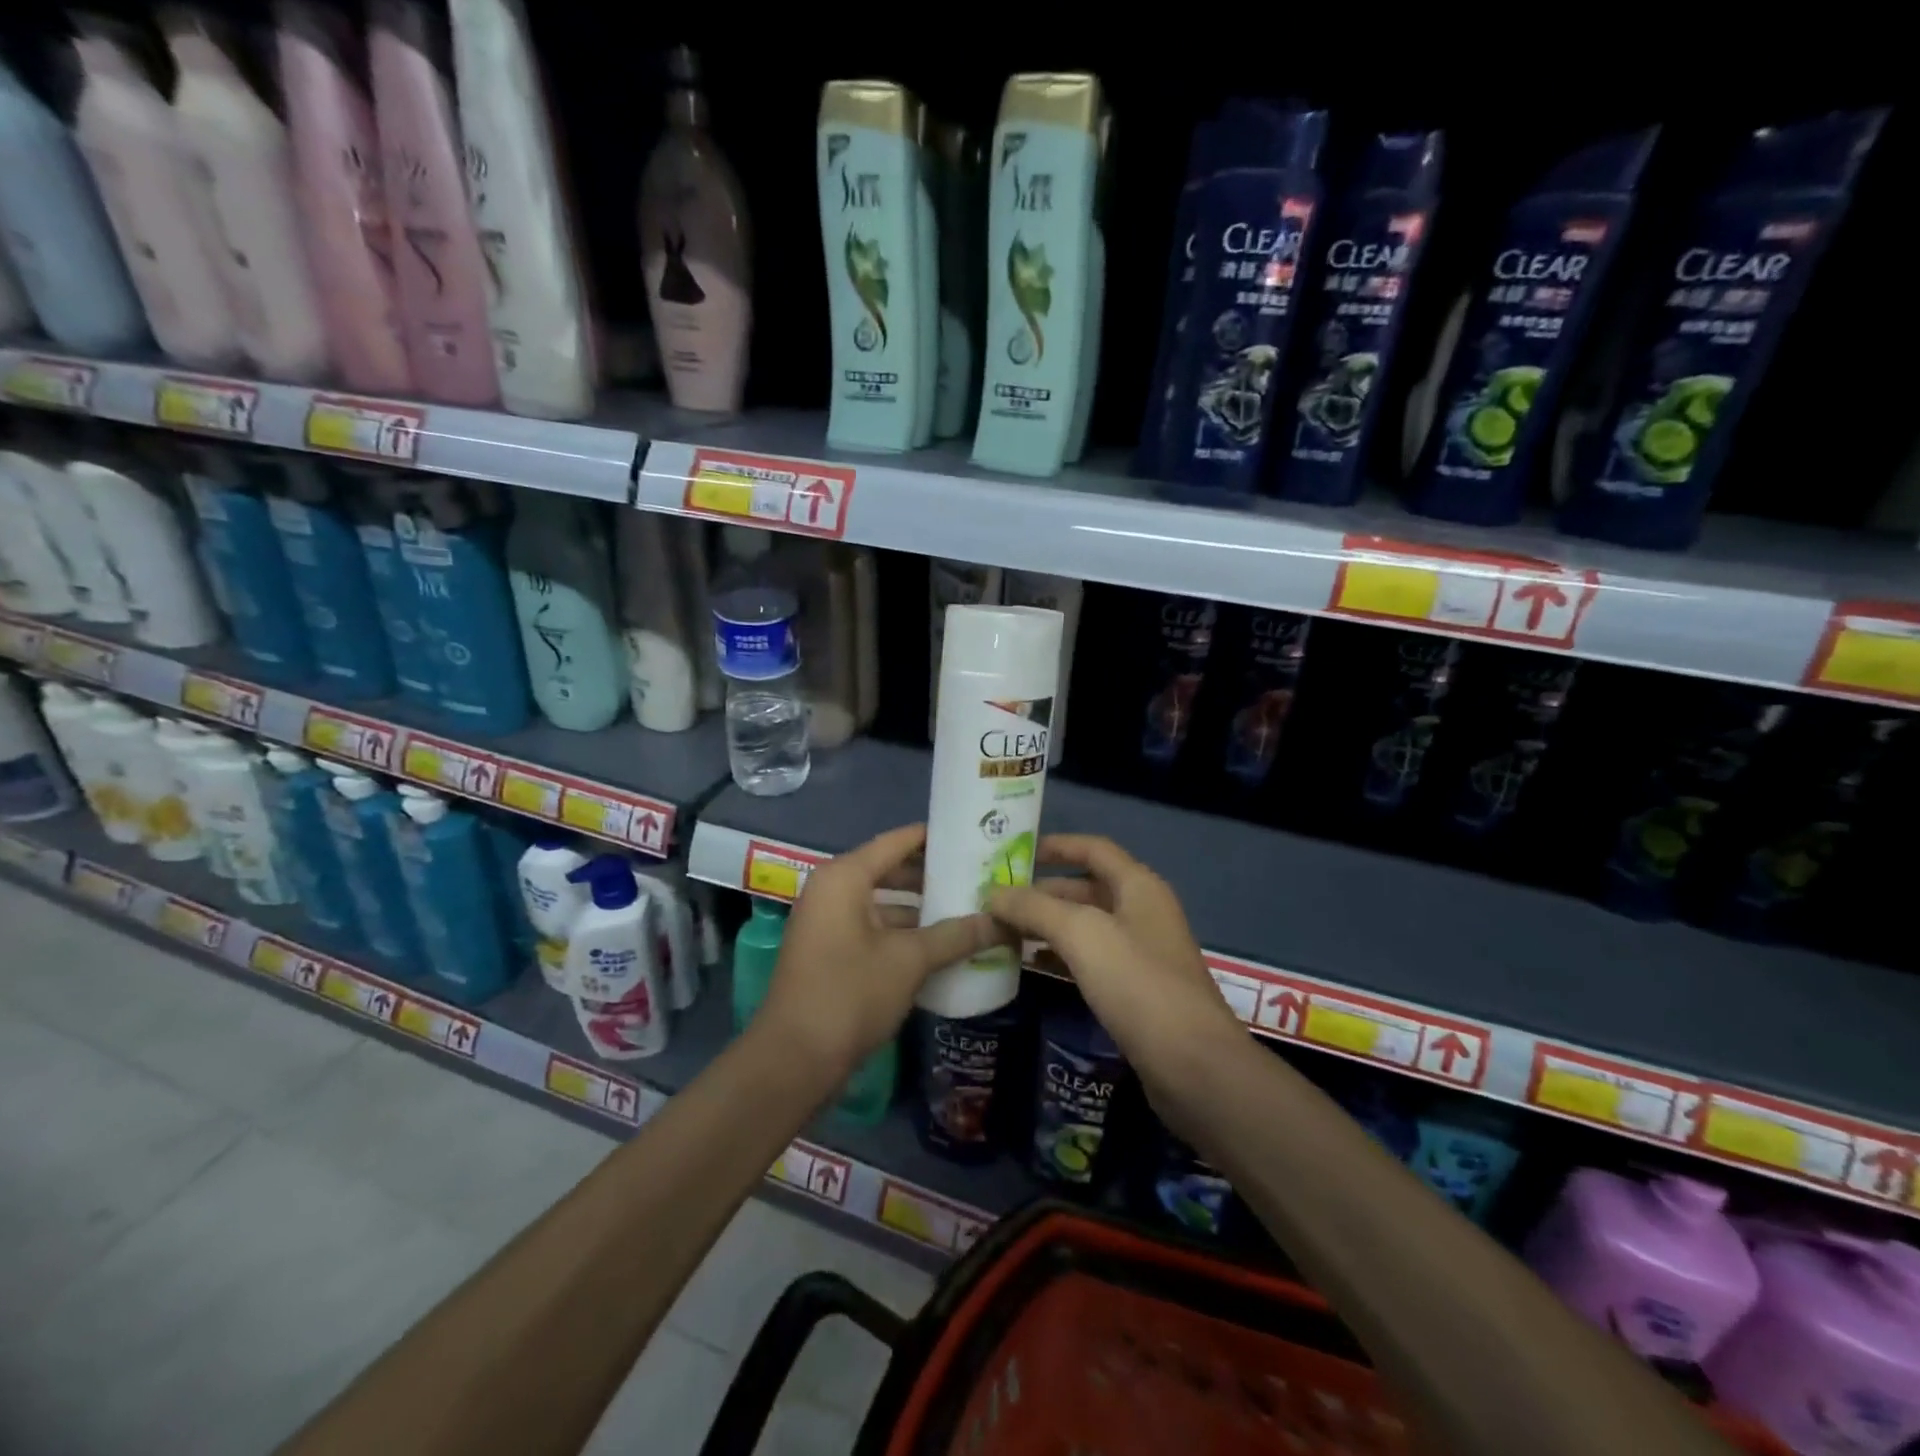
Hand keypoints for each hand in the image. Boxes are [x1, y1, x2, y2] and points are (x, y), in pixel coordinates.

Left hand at [757, 824, 1004, 1080]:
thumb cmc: (850, 994)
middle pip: (890, 869)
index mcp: (844, 877)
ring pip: (884, 902)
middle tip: (979, 875)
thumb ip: (956, 935)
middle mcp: (832, 889)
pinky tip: (941, 944)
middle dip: (933, 875)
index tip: (974, 836)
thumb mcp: (910, 961)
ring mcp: (828, 922)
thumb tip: (1003, 921)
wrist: (794, 1060)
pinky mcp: (830, 951)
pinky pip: (874, 927)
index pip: (897, 841)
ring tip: (968, 909)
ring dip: (921, 907)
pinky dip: (904, 931)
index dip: (935, 837)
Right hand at [986, 835, 1242, 1086]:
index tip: (1014, 852)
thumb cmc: (1138, 984)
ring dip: (1048, 925)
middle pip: (1086, 888)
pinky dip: (1061, 955)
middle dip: (1043, 891)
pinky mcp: (1136, 990)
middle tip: (997, 899)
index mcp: (1138, 886)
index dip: (1056, 845)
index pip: (1094, 849)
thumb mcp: (1082, 935)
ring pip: (1086, 926)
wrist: (1193, 1065)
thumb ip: (1035, 908)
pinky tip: (1032, 965)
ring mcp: (1141, 952)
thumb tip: (994, 893)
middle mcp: (1142, 912)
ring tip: (1004, 930)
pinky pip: (1091, 959)